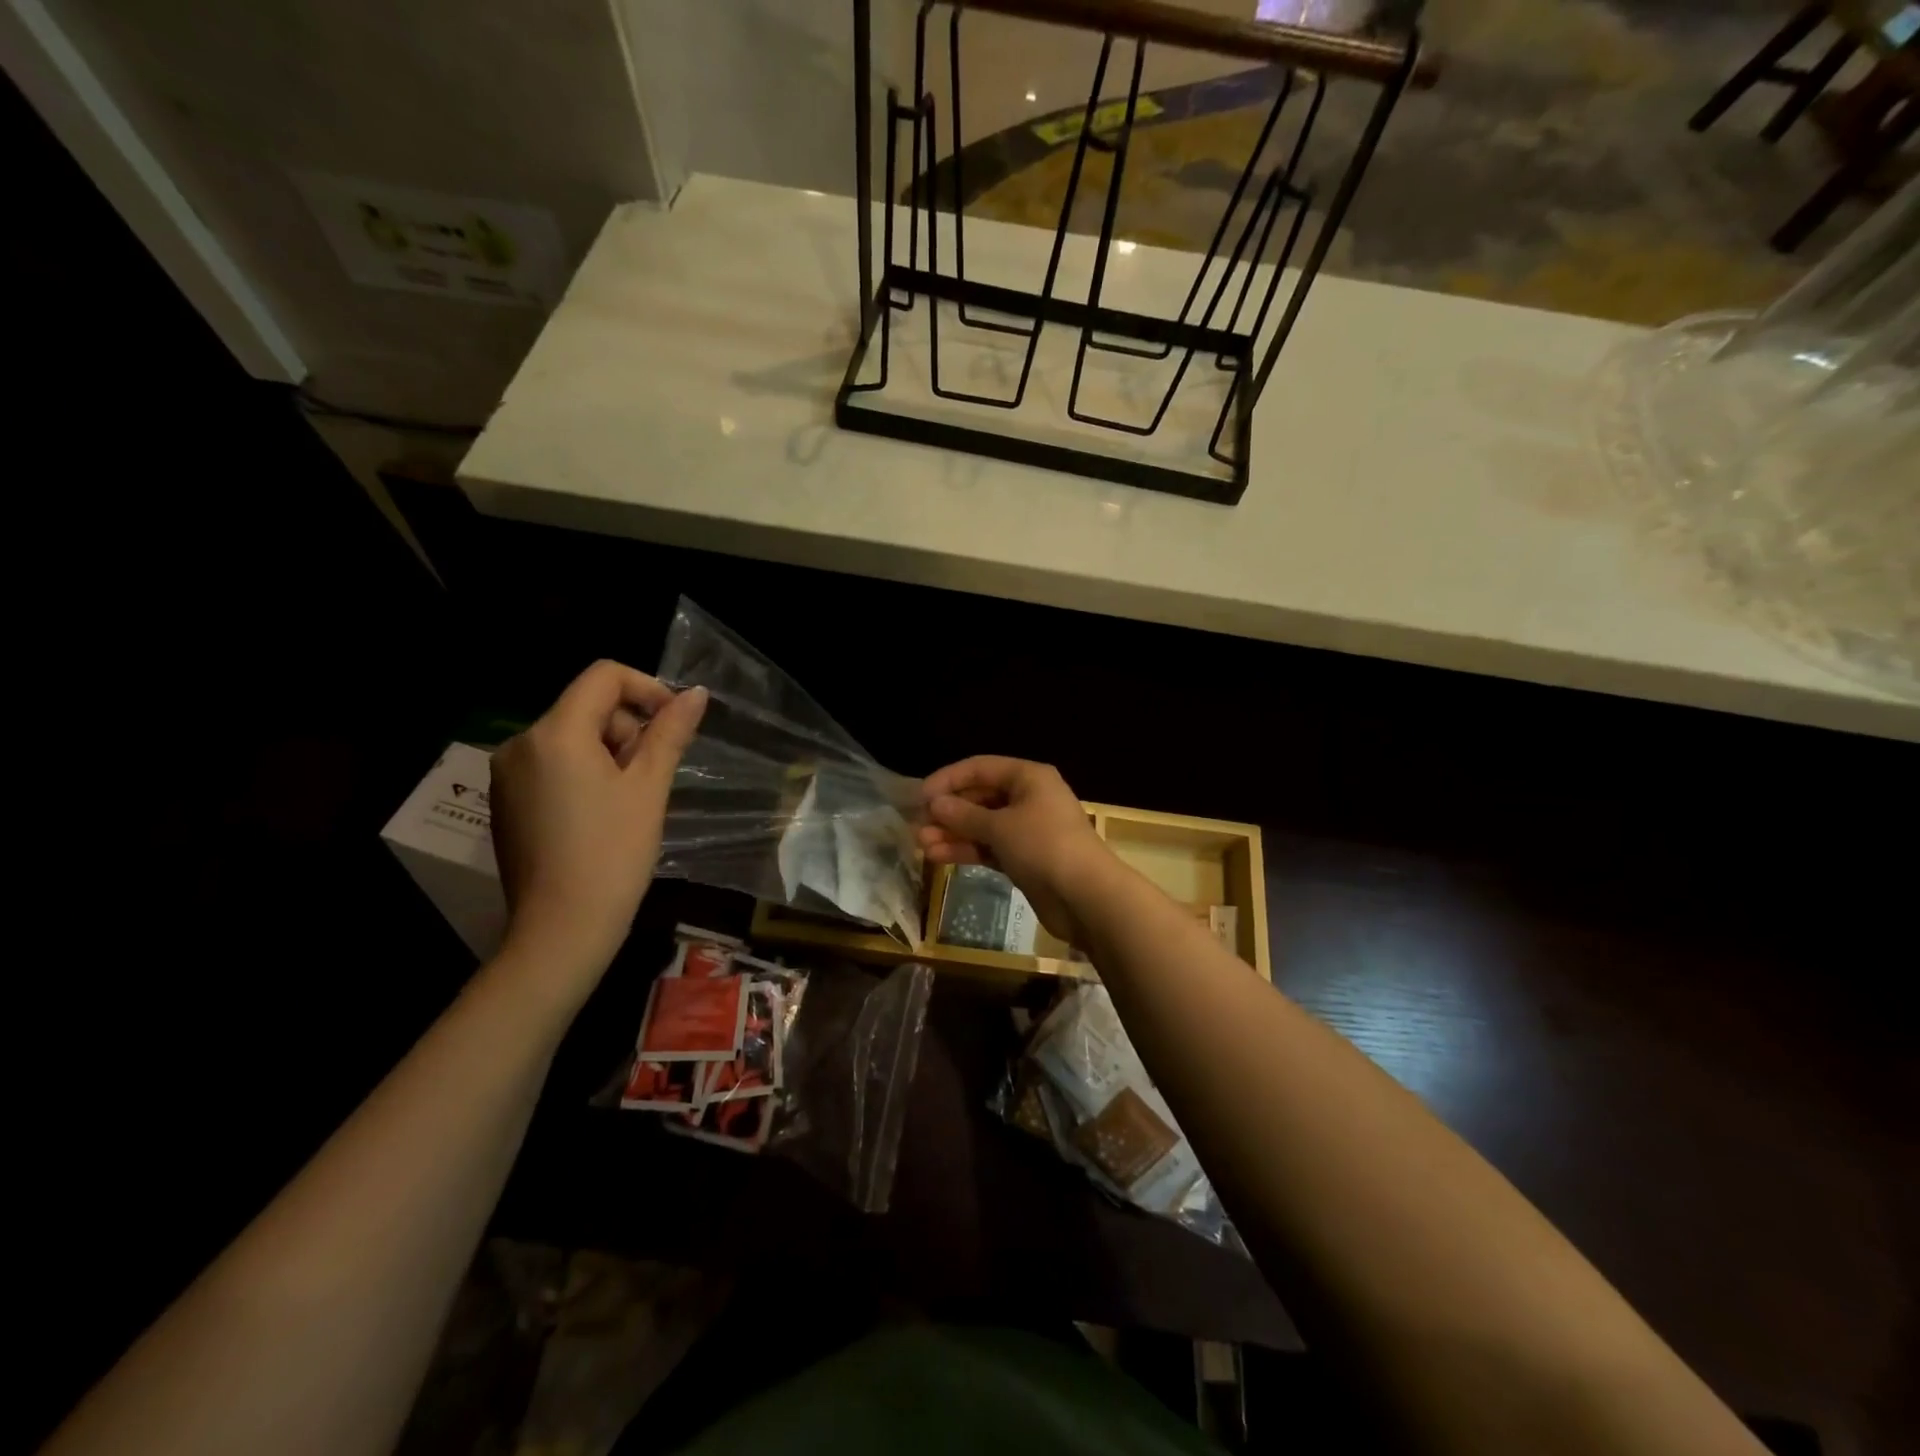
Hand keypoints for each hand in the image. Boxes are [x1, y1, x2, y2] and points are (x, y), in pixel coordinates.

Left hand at [489, 661, 707, 993]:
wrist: (561, 930)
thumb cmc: (613, 854)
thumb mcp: (649, 787)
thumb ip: (670, 732)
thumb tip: (695, 694)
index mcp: (554, 733)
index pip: (604, 676)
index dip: (647, 688)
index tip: (675, 723)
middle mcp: (520, 743)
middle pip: (587, 706)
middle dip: (628, 728)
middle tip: (653, 775)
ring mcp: (507, 774)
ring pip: (571, 737)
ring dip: (610, 751)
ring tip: (632, 798)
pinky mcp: (506, 801)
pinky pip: (552, 764)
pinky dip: (584, 772)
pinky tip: (603, 813)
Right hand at [918, 757, 1112, 946]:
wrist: (1086, 897)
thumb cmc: (1043, 846)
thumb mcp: (1000, 826)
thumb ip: (964, 814)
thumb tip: (935, 804)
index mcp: (1028, 777)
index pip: (980, 768)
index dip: (948, 779)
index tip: (920, 796)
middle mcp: (1029, 798)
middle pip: (981, 797)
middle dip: (949, 811)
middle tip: (917, 825)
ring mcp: (1028, 830)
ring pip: (983, 825)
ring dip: (953, 833)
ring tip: (921, 845)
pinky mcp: (1025, 858)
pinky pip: (990, 847)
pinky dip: (968, 850)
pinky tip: (939, 856)